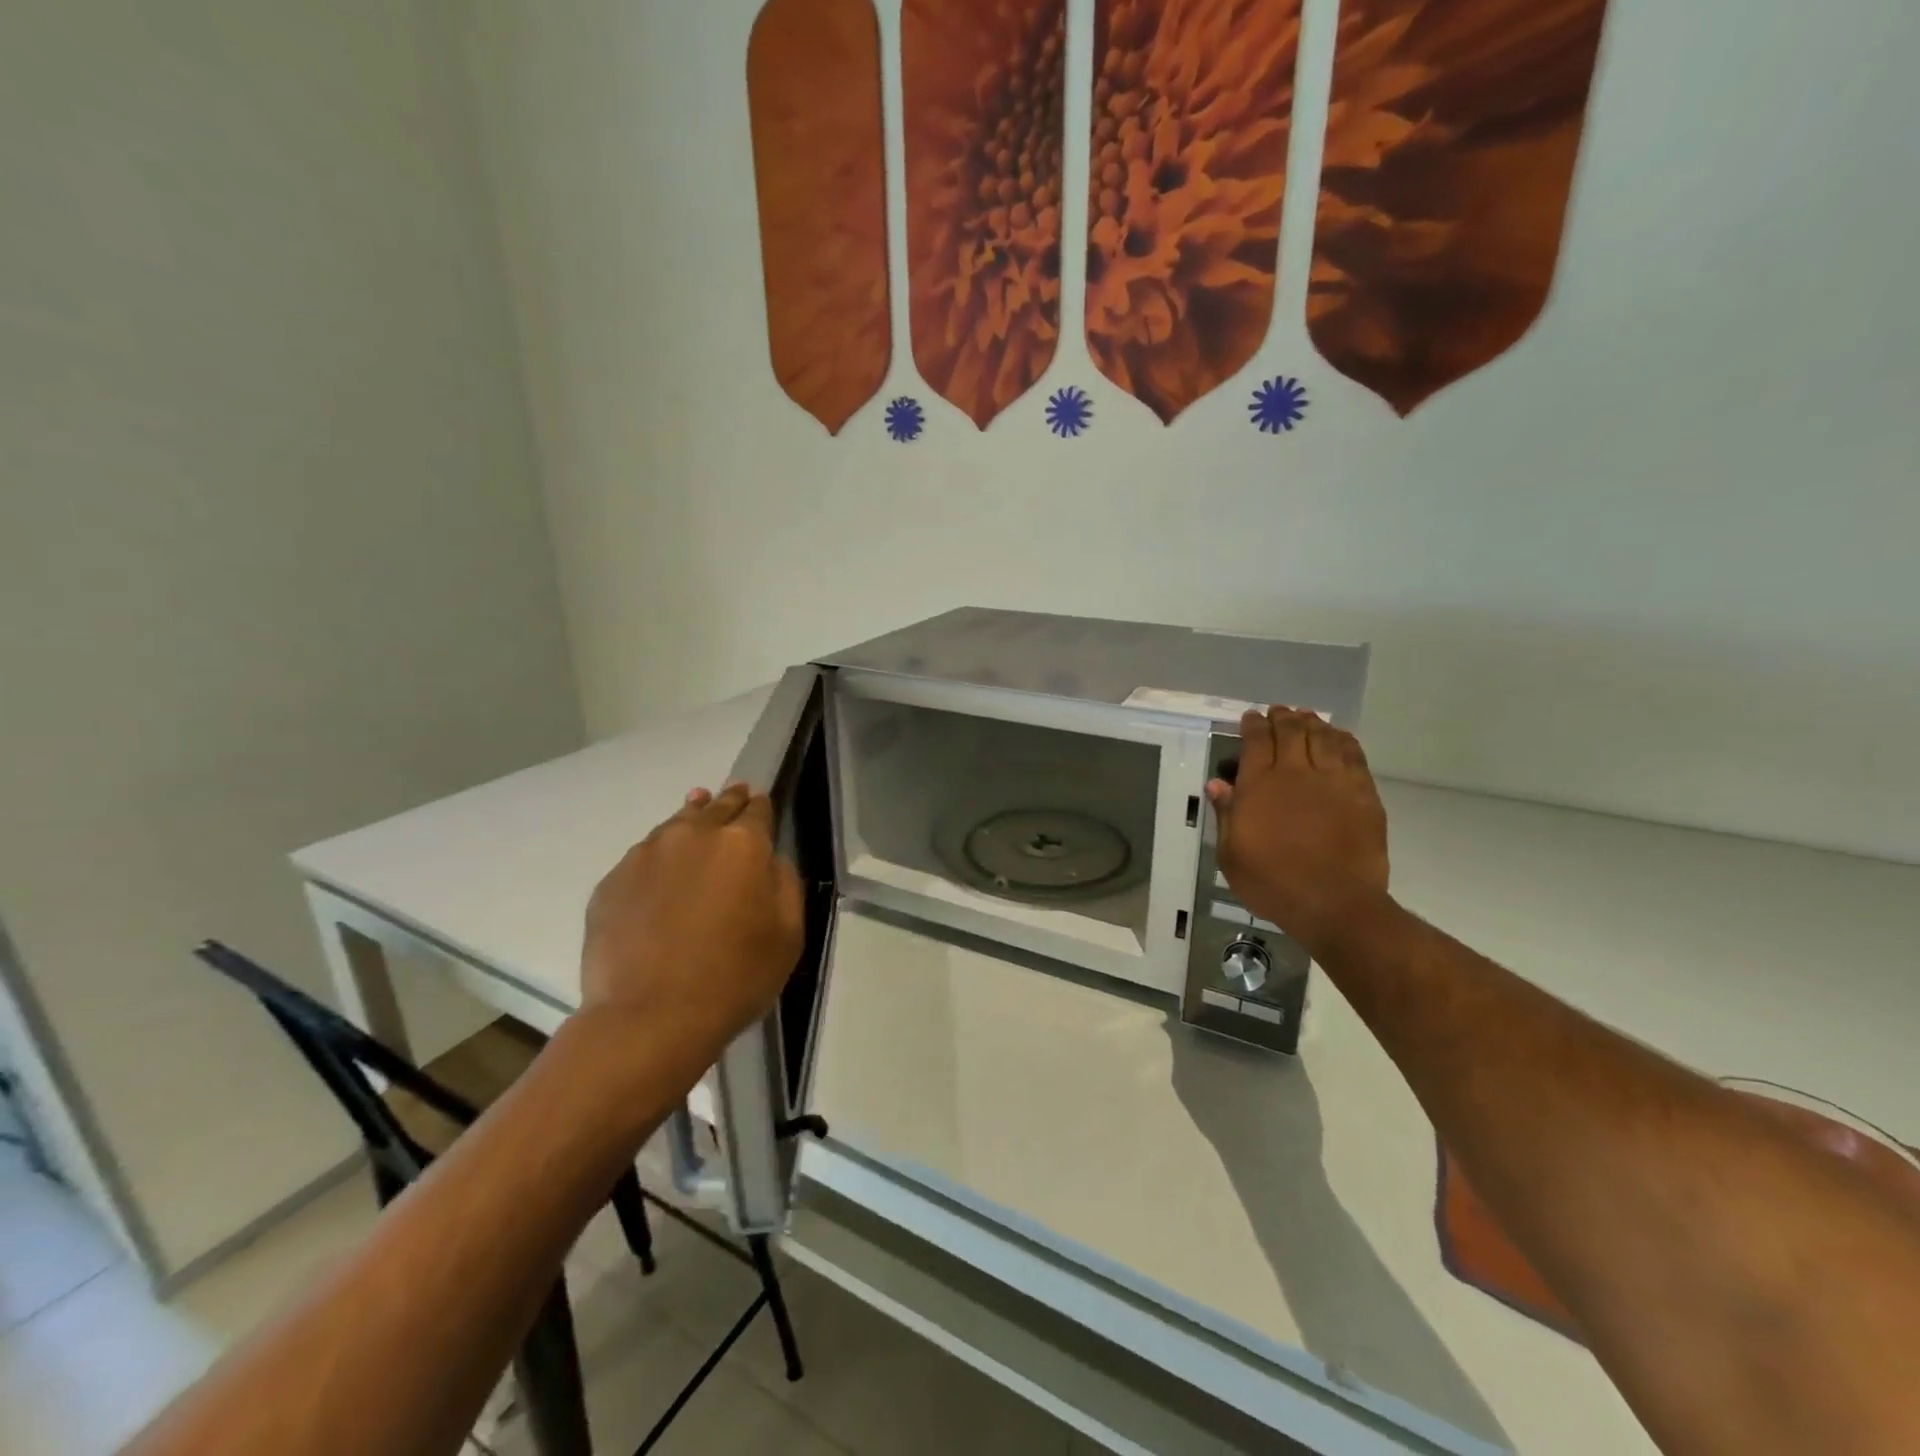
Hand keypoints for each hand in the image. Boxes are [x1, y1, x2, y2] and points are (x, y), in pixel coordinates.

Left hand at [580, 784, 804, 1060]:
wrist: (649, 1018)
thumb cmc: (734, 977)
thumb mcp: (789, 933)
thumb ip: (784, 883)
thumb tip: (770, 860)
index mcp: (742, 844)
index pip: (756, 809)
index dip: (760, 805)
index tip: (759, 801)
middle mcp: (693, 836)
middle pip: (714, 807)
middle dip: (727, 802)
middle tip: (732, 797)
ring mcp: (646, 855)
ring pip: (675, 826)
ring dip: (690, 821)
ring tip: (695, 815)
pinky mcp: (611, 881)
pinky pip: (643, 858)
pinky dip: (658, 860)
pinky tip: (661, 877)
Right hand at [1208, 707, 1392, 958]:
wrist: (1334, 903)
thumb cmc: (1272, 883)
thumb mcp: (1232, 855)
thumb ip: (1225, 815)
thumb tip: (1218, 783)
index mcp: (1260, 786)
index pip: (1256, 741)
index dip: (1252, 725)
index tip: (1250, 717)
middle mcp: (1296, 773)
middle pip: (1290, 731)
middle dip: (1282, 717)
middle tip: (1278, 712)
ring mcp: (1333, 781)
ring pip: (1322, 737)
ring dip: (1312, 723)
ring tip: (1306, 717)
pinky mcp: (1362, 793)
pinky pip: (1353, 755)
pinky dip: (1343, 740)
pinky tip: (1339, 736)